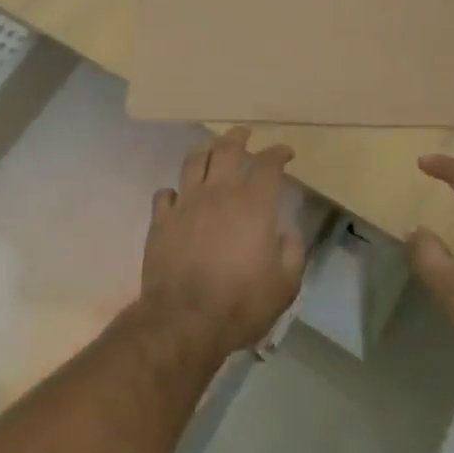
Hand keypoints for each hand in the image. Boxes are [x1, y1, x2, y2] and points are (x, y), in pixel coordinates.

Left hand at [141, 126, 304, 357]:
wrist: (185, 319)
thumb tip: (287, 232)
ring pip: (193, 161)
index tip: (285, 152)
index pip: (268, 165)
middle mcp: (219, 193)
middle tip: (244, 132)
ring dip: (205, 151)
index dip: (278, 153)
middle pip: (226, 149)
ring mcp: (186, 203)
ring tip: (210, 149)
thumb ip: (292, 252)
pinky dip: (174, 191)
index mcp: (253, 205)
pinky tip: (178, 196)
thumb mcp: (285, 285)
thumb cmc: (241, 303)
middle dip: (238, 136)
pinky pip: (166, 193)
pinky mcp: (161, 220)